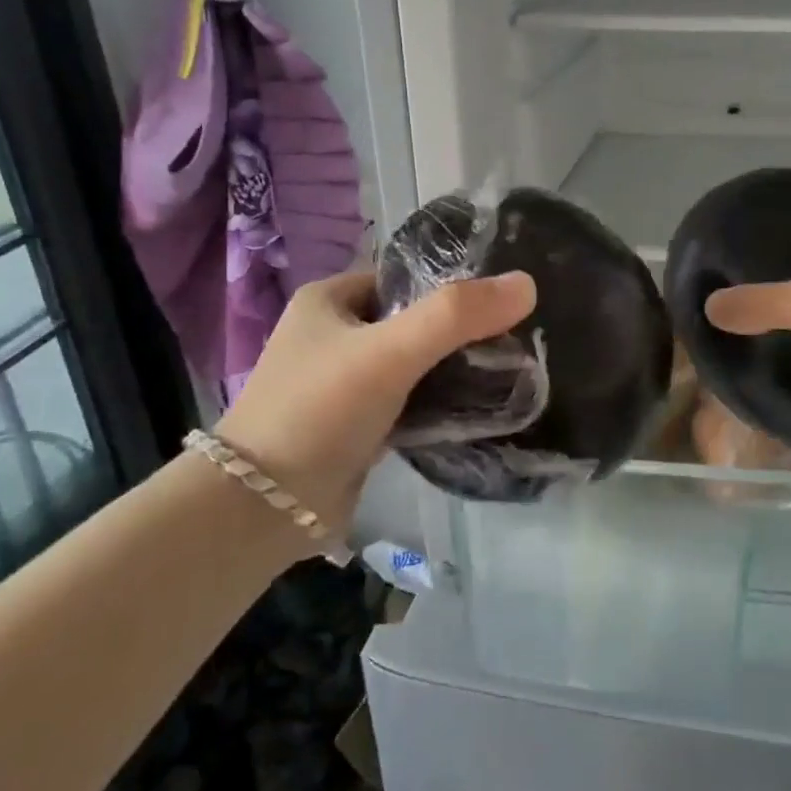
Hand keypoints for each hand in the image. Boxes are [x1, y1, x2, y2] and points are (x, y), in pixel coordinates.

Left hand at [215, 269, 536, 536]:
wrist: (262, 511)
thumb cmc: (320, 410)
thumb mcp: (391, 351)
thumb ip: (457, 316)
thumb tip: (528, 283)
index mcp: (330, 300)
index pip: (405, 278)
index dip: (453, 286)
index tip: (502, 302)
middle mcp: (333, 336)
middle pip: (412, 321)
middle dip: (458, 332)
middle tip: (513, 341)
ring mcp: (342, 384)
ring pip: (412, 364)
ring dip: (451, 370)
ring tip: (506, 372)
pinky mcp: (354, 427)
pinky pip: (407, 402)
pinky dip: (437, 405)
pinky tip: (476, 410)